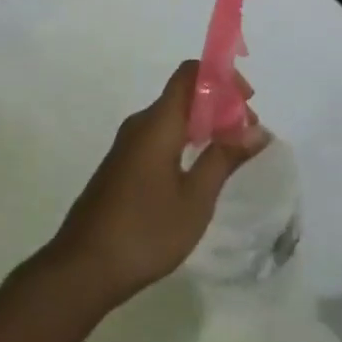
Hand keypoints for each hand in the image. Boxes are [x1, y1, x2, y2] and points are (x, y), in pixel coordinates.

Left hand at [45, 60, 269, 307]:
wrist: (83, 267)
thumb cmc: (145, 231)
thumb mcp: (195, 199)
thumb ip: (224, 159)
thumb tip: (257, 130)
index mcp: (157, 123)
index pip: (189, 74)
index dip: (222, 77)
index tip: (248, 101)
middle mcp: (140, 125)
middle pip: (184, 94)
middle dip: (219, 105)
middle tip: (247, 135)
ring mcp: (128, 145)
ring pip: (172, 117)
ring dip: (204, 125)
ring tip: (231, 153)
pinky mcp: (123, 165)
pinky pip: (160, 136)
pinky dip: (186, 141)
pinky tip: (200, 170)